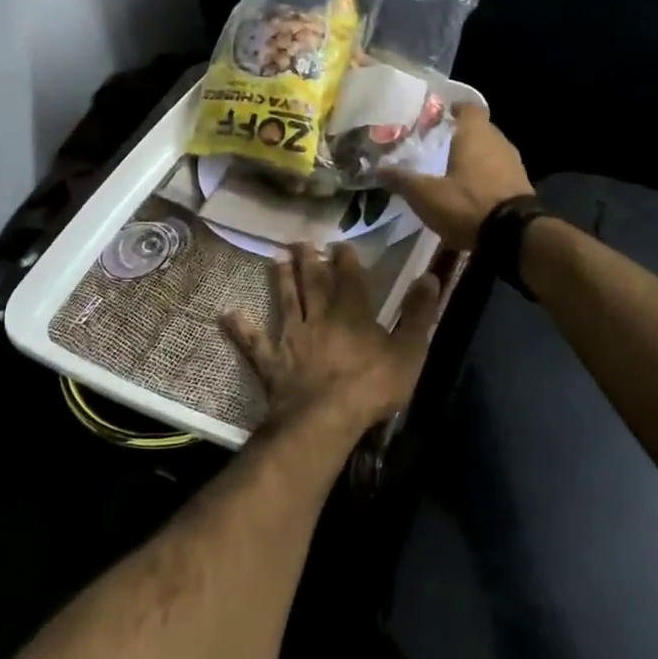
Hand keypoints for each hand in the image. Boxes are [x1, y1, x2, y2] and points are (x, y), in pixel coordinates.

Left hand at [220, 243, 441, 436]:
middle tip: (302, 241)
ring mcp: (293, 337)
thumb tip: (430, 276)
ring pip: (286, 301)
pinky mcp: (272, 361)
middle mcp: (320, 317)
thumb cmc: (373, 385)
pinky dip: (241, 328)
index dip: (346, 260)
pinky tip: (227, 315)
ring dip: (282, 279)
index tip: (339, 242)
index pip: (351, 278)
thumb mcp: (410, 349)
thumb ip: (420, 313)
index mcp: (354, 313)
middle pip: (314, 282)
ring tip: (275, 257)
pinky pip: (254, 342)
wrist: (327, 417)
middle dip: (310, 260)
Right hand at [380, 104, 532, 251]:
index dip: (454, 108)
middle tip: (437, 144)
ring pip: (489, 150)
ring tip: (450, 169)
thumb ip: (402, 180)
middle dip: (460, 135)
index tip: (437, 116)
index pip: (468, 107)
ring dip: (473, 157)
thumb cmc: (467, 204)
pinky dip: (484, 175)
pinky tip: (469, 191)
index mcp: (475, 134)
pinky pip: (498, 171)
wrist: (514, 235)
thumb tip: (377, 168)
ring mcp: (513, 163)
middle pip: (478, 129)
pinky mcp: (521, 185)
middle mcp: (498, 141)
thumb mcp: (426, 195)